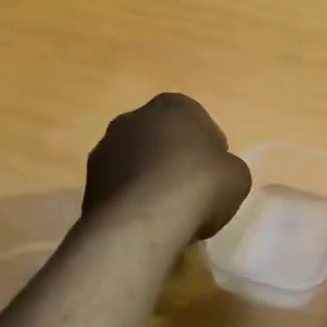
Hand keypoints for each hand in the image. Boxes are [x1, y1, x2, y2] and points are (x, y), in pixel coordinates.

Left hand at [82, 94, 250, 239]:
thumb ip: (226, 166)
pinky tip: (145, 221)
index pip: (199, 123)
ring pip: (137, 161)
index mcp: (174, 105)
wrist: (144, 221)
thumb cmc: (200, 185)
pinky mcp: (88, 180)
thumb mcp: (238, 175)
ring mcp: (105, 147)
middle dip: (174, 159)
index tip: (215, 175)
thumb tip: (215, 173)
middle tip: (191, 191)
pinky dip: (131, 199)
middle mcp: (134, 117)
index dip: (210, 150)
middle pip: (162, 138)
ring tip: (166, 211)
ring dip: (149, 178)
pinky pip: (120, 186)